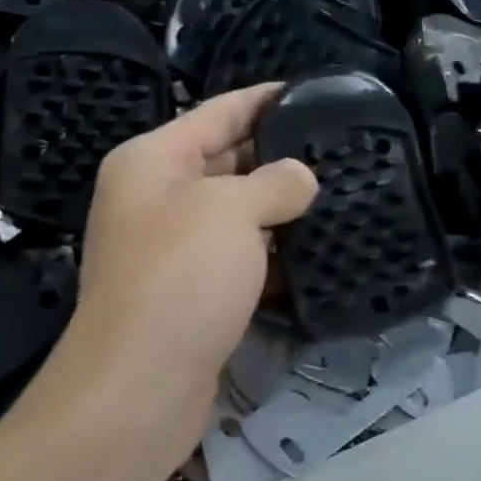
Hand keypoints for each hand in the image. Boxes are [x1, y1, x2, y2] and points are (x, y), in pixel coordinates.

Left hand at [66, 85, 317, 442]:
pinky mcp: (192, 292)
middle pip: (227, 160)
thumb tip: (301, 179)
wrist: (138, 388)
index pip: (218, 111)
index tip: (313, 92)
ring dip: (282, 208)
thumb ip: (274, 182)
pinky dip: (273, 254)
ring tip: (342, 193)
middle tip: (340, 147)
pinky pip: (241, 257)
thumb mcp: (230, 212)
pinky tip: (318, 251)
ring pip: (238, 213)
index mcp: (152, 161)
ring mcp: (173, 248)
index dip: (265, 99)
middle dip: (280, 155)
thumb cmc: (179, 279)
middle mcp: (157, 198)